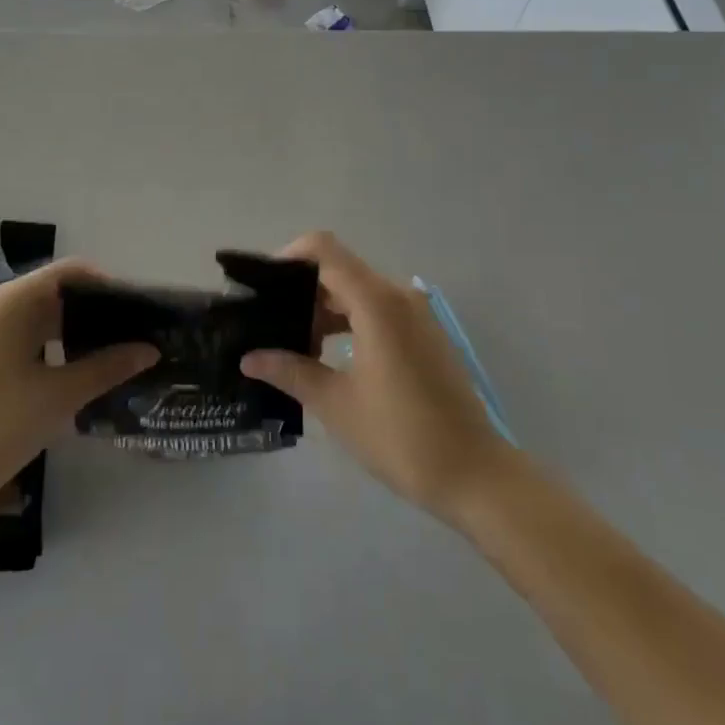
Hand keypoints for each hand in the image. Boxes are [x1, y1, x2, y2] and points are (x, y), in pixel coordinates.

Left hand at [0, 259, 157, 507]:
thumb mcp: (60, 394)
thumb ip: (108, 367)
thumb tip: (151, 350)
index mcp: (12, 301)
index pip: (70, 272)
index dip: (107, 284)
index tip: (139, 307)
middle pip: (56, 291)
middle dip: (96, 308)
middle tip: (134, 331)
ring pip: (42, 316)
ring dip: (77, 328)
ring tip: (115, 349)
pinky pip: (27, 335)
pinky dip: (56, 344)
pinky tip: (80, 368)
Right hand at [241, 233, 507, 522]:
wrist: (475, 474)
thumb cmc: (401, 436)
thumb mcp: (337, 404)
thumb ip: (290, 371)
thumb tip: (249, 358)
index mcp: (376, 301)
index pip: (324, 250)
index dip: (289, 257)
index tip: (261, 286)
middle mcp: (398, 295)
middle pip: (339, 271)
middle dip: (301, 291)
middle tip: (268, 323)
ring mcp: (416, 314)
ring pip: (358, 292)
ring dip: (324, 310)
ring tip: (292, 344)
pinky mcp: (424, 334)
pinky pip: (377, 310)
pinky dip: (349, 322)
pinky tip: (326, 355)